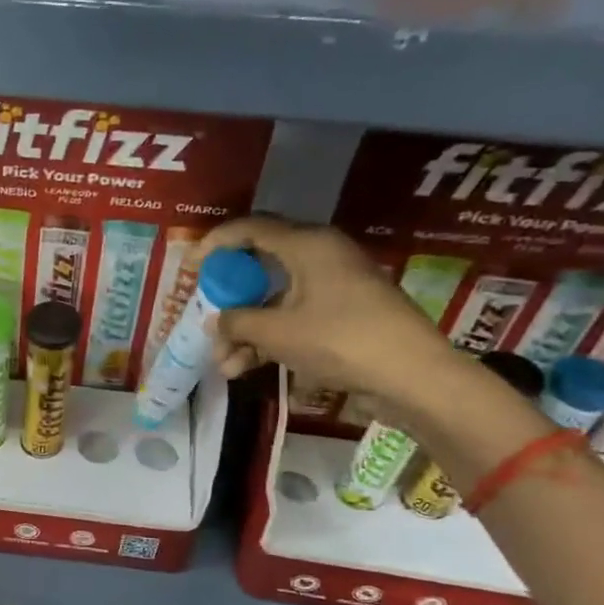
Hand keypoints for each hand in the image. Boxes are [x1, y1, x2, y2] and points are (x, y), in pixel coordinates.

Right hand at [191, 216, 460, 416]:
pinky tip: (246, 368)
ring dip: (246, 329)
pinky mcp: (344, 314)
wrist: (411, 376)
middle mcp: (322, 257)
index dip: (217, 243)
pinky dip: (270, 338)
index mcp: (308, 245)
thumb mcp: (277, 333)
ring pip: (276, 299)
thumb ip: (237, 322)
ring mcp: (335, 286)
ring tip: (223, 364)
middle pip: (262, 266)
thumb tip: (215, 321)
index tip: (192, 266)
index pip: (252, 229)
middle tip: (207, 315)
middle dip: (230, 298)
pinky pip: (295, 317)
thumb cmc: (340, 340)